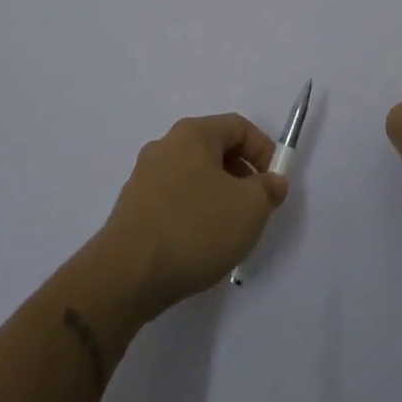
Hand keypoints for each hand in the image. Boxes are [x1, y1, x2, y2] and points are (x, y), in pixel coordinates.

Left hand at [91, 114, 289, 318]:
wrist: (127, 275)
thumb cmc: (195, 228)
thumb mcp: (250, 208)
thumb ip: (268, 189)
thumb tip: (271, 182)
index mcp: (192, 134)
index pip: (238, 127)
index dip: (264, 151)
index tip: (275, 185)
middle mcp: (164, 146)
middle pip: (215, 150)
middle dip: (241, 176)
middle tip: (255, 209)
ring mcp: (144, 177)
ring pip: (194, 177)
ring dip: (218, 197)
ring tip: (229, 232)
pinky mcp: (133, 208)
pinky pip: (174, 200)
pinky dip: (193, 214)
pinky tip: (198, 245)